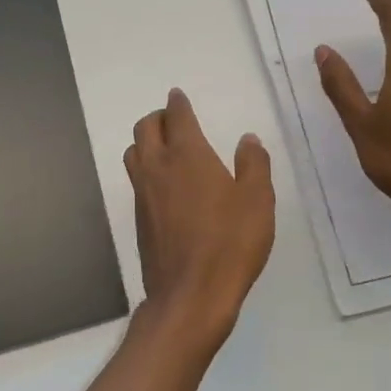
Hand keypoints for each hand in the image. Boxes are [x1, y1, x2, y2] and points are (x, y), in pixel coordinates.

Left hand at [124, 89, 273, 341]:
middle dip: (158, 118)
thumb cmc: (230, 243)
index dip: (178, 103)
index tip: (179, 96)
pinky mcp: (138, 219)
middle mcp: (158, 167)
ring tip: (164, 148)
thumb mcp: (257, 201)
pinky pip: (136, 181)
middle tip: (174, 121)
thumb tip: (247, 139)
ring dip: (145, 142)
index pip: (177, 116)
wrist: (191, 294)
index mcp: (188, 155)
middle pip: (144, 128)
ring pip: (133, 153)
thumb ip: (254, 164)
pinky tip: (164, 186)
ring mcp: (143, 194)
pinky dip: (145, 170)